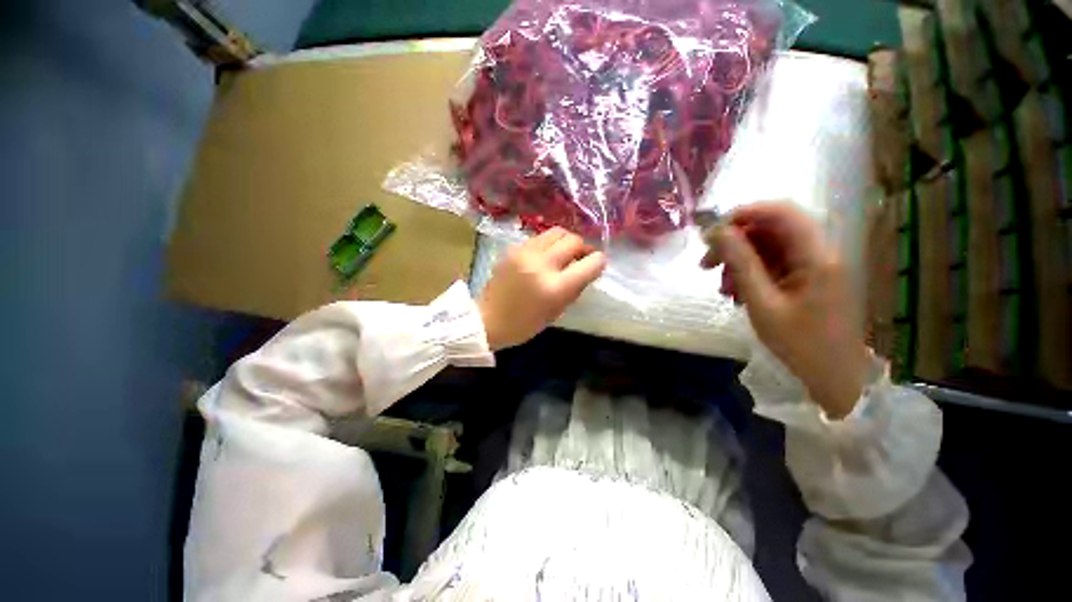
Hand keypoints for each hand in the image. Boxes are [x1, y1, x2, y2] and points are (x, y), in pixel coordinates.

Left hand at [478, 227, 606, 350]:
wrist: (487, 319)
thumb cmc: (524, 324)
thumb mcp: (556, 311)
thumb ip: (575, 288)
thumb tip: (588, 268)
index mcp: (555, 287)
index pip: (590, 264)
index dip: (599, 262)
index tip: (598, 264)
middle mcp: (542, 264)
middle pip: (573, 240)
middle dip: (583, 248)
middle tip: (581, 258)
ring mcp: (525, 253)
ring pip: (557, 232)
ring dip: (566, 241)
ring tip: (564, 254)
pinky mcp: (514, 249)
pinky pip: (540, 238)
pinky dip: (549, 244)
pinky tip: (546, 255)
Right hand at [701, 202, 866, 417]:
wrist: (833, 380)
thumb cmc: (800, 345)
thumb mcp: (762, 304)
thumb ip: (741, 263)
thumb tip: (717, 232)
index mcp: (816, 256)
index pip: (781, 212)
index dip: (744, 214)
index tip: (711, 232)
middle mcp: (819, 253)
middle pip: (772, 229)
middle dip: (734, 242)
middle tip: (706, 264)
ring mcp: (814, 267)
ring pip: (769, 248)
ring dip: (739, 261)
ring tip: (721, 288)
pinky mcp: (808, 280)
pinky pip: (774, 265)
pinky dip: (751, 274)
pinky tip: (737, 294)